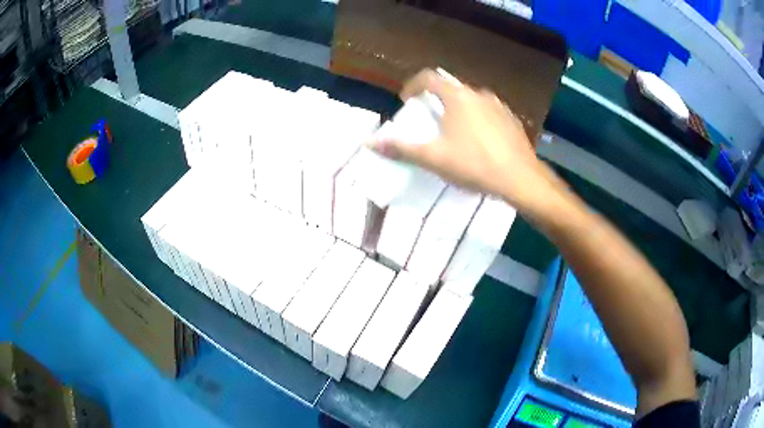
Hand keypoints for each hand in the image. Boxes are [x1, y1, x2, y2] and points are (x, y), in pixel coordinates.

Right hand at [369, 69, 559, 212]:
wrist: (521, 179)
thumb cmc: (474, 164)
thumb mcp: (434, 158)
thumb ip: (401, 148)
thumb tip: (370, 142)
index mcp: (457, 97)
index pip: (429, 78)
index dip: (413, 85)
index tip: (407, 100)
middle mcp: (478, 94)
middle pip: (451, 89)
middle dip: (436, 102)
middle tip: (430, 121)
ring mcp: (499, 106)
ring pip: (471, 102)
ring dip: (458, 111)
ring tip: (455, 134)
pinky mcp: (512, 120)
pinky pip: (488, 113)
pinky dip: (478, 120)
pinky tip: (480, 143)